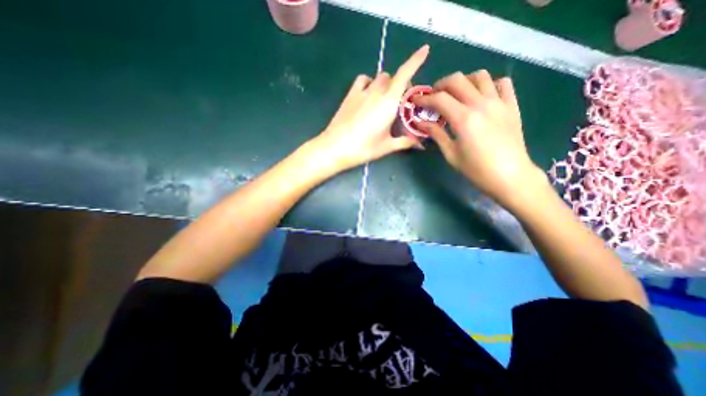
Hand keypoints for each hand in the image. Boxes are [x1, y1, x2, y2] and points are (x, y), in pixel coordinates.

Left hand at [314, 44, 429, 170]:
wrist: (335, 148)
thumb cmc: (363, 148)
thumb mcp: (387, 146)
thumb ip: (405, 142)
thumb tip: (420, 144)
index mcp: (389, 102)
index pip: (405, 74)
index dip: (416, 60)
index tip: (425, 49)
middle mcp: (376, 92)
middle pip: (393, 77)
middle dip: (401, 85)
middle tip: (400, 103)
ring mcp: (362, 92)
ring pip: (379, 77)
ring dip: (386, 84)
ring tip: (384, 99)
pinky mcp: (350, 95)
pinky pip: (363, 80)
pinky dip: (369, 82)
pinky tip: (368, 95)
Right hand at [416, 70, 548, 207]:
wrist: (510, 176)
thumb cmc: (476, 169)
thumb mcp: (451, 154)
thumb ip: (436, 134)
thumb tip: (421, 123)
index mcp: (463, 119)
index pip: (439, 99)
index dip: (424, 98)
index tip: (416, 101)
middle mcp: (481, 104)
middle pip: (458, 80)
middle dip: (441, 85)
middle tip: (434, 96)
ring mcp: (499, 102)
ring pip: (480, 76)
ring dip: (464, 81)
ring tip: (457, 94)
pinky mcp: (512, 106)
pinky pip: (503, 83)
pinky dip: (490, 84)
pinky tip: (482, 96)